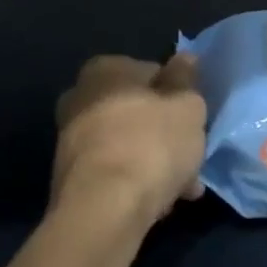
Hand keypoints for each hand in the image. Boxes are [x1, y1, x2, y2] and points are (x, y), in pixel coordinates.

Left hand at [52, 53, 207, 224]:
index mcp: (104, 70)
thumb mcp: (187, 106)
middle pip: (137, 112)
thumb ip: (186, 81)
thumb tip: (184, 58)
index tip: (195, 120)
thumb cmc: (151, 144)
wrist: (103, 208)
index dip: (178, 96)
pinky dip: (136, 182)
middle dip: (167, 135)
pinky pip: (115, 172)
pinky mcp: (71, 177)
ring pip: (128, 145)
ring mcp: (71, 140)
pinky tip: (159, 203)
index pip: (151, 72)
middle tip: (192, 157)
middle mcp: (79, 98)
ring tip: (183, 189)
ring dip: (156, 163)